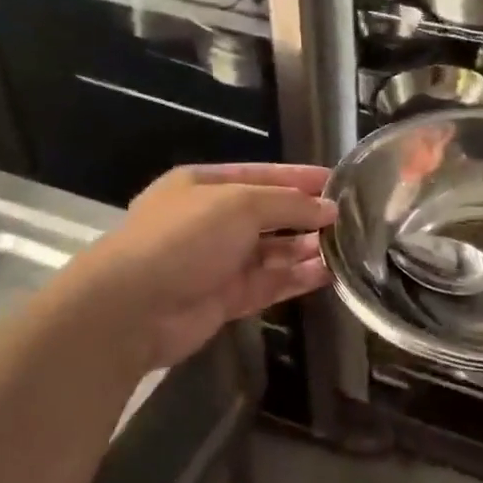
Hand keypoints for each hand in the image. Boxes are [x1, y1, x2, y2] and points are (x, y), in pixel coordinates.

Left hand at [66, 163, 335, 368]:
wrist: (132, 308)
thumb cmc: (185, 238)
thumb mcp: (240, 203)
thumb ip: (288, 203)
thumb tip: (328, 209)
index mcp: (204, 185)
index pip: (262, 174)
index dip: (299, 176)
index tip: (337, 180)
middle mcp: (211, 221)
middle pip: (269, 214)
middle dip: (306, 215)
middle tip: (349, 218)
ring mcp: (217, 262)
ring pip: (272, 251)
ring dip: (305, 248)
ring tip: (346, 246)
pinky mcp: (225, 298)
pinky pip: (269, 283)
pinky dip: (296, 277)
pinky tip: (328, 272)